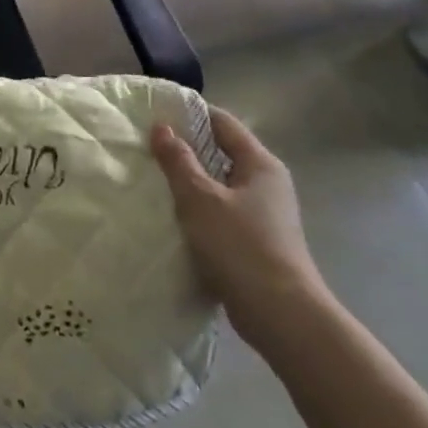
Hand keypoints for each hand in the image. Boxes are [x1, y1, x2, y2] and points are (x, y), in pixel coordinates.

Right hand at [151, 109, 332, 357]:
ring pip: (219, 185)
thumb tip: (161, 127)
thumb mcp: (200, 198)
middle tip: (145, 145)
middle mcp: (267, 183)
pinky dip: (197, 209)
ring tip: (151, 178)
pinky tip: (171, 215)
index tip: (155, 112)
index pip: (223, 123)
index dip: (190, 114)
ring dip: (189, 181)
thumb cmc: (241, 245)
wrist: (281, 314)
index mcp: (260, 164)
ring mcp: (263, 214)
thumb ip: (178, 161)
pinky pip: (220, 212)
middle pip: (221, 153)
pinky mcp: (255, 241)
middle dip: (186, 148)